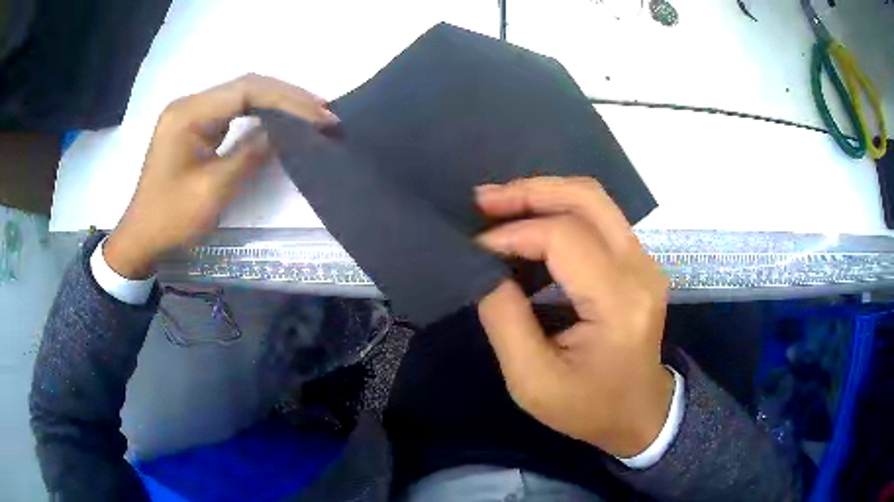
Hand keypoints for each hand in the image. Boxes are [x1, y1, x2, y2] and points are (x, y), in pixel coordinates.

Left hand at [105, 74, 338, 278]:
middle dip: (287, 96)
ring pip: (242, 94)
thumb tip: (284, 131)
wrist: (142, 237)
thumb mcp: (213, 189)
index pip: (246, 91)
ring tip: (311, 112)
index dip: (287, 100)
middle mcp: (190, 103)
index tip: (320, 117)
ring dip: (277, 101)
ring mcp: (191, 112)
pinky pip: (233, 109)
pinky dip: (260, 112)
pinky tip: (280, 118)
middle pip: (246, 86)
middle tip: (323, 112)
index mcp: (188, 114)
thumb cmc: (172, 218)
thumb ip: (250, 154)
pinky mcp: (194, 125)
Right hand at [475, 177, 672, 457]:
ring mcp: (645, 262)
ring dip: (543, 194)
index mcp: (620, 303)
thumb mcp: (533, 381)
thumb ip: (505, 320)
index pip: (565, 239)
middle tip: (483, 200)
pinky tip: (528, 223)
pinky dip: (559, 210)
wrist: (639, 413)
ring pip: (595, 200)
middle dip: (530, 191)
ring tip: (498, 205)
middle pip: (588, 199)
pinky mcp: (640, 262)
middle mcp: (641, 270)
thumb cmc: (588, 407)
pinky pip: (599, 217)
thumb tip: (485, 268)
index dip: (514, 233)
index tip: (476, 246)